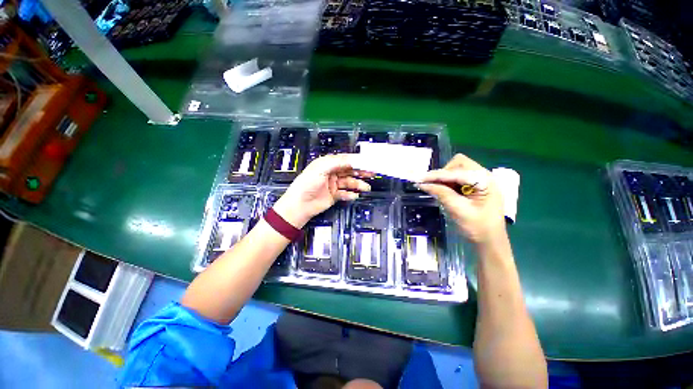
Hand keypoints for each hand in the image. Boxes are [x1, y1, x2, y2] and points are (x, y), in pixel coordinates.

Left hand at [273, 154, 371, 227]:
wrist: (300, 204)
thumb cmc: (307, 183)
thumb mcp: (321, 168)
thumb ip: (338, 162)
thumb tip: (353, 159)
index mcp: (327, 163)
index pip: (345, 160)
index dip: (357, 161)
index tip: (368, 162)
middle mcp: (331, 173)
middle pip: (349, 171)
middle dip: (361, 172)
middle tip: (372, 173)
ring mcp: (333, 184)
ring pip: (349, 182)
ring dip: (358, 184)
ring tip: (366, 187)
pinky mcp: (334, 195)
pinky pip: (345, 193)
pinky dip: (351, 194)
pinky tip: (355, 195)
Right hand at [418, 154, 505, 245]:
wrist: (490, 241)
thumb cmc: (478, 228)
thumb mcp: (458, 210)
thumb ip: (442, 194)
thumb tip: (423, 184)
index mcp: (485, 181)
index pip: (456, 172)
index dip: (436, 175)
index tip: (419, 179)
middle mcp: (484, 176)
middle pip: (458, 163)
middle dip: (443, 173)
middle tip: (432, 186)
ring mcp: (479, 180)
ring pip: (456, 169)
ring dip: (444, 178)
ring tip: (436, 190)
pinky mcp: (474, 186)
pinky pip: (457, 177)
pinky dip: (447, 182)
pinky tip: (442, 191)